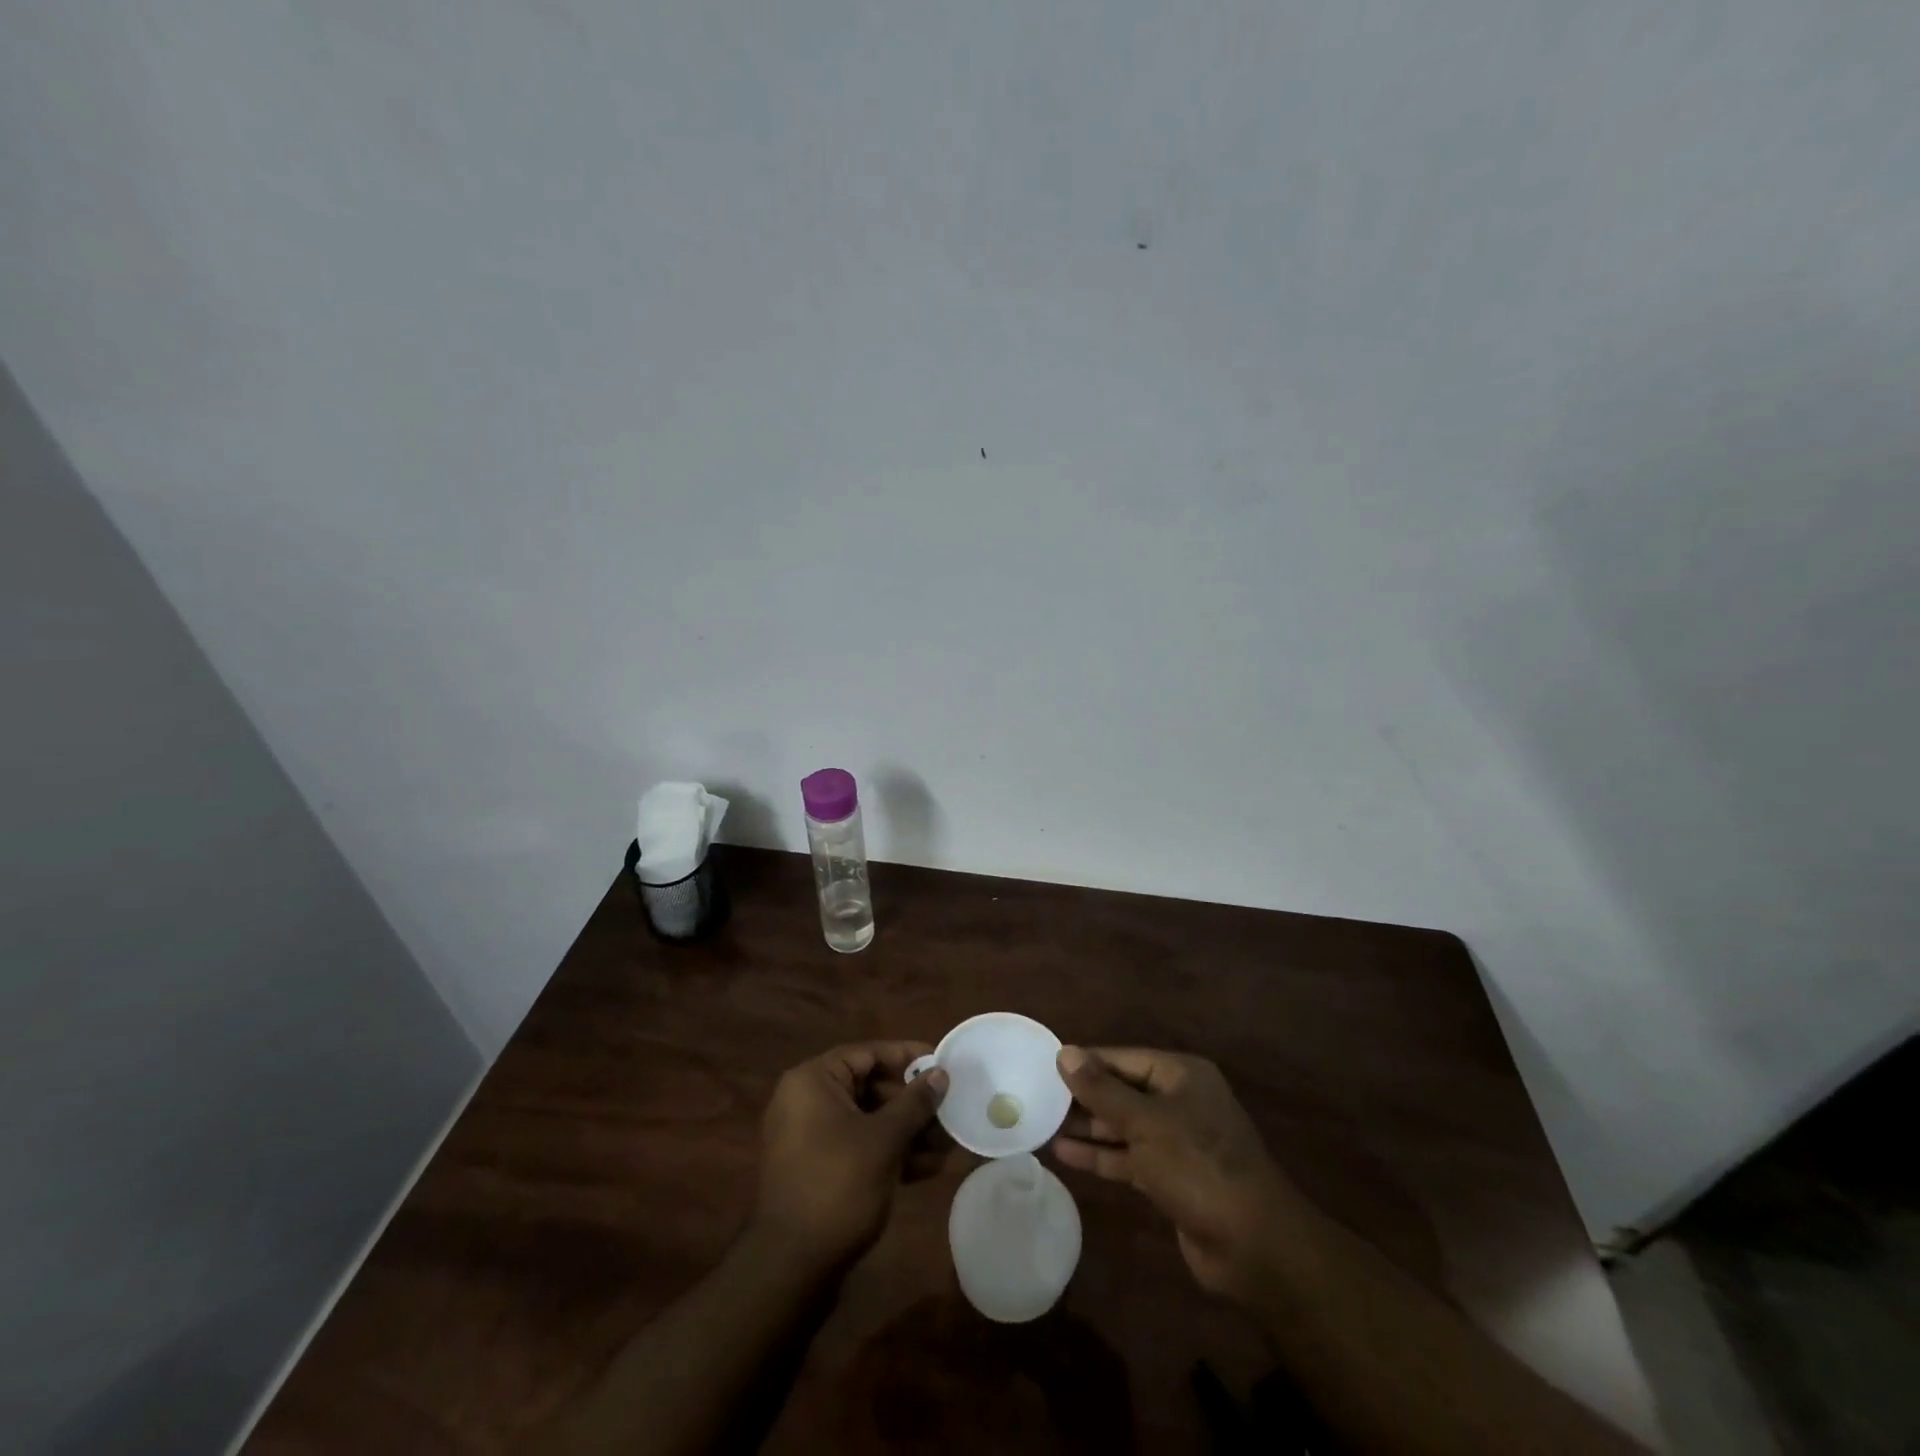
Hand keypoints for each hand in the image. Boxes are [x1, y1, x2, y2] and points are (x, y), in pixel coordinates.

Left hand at [750, 1042, 950, 1275]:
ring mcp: (811, 1138)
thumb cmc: (837, 1186)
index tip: (941, 1063)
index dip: (907, 1057)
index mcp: (813, 1081)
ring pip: (869, 1120)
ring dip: (907, 1131)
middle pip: (869, 1087)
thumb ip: (914, 1103)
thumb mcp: (884, 1140)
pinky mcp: (820, 1169)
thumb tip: (940, 1074)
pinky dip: (890, 1153)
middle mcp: (807, 1101)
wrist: (791, 1268)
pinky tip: (928, 1168)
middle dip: (912, 1102)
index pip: (867, 1053)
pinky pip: (860, 1146)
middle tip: (949, 1109)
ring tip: (947, 1143)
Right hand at [1052, 1046, 1298, 1302]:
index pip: (1123, 1058)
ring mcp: (1177, 1141)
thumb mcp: (1146, 1123)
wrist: (1254, 1246)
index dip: (1086, 1062)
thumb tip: (1065, 1053)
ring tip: (1043, 1124)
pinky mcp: (1171, 1178)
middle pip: (1123, 1091)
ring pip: (1123, 1126)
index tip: (1045, 1065)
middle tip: (1038, 1097)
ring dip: (1088, 1127)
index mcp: (1182, 1075)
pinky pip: (1129, 1157)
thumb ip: (1102, 1090)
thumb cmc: (1199, 1166)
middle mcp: (1180, 1101)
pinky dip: (1101, 1155)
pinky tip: (1066, 1154)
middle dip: (1084, 1096)